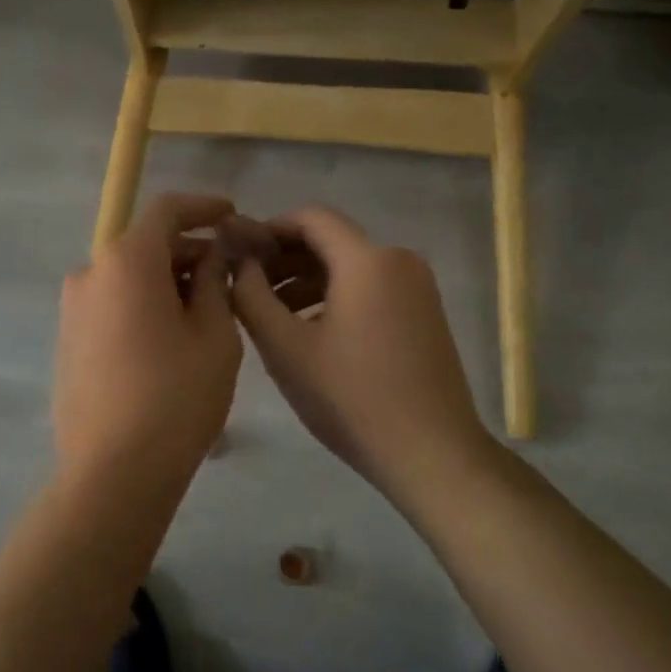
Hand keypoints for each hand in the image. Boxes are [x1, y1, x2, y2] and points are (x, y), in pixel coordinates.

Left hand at [54, 193, 242, 486]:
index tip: (232, 214)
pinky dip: (142, 305)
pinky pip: (111, 306)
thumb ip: (215, 281)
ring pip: (127, 278)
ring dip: (166, 281)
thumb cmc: (177, 397)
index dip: (203, 207)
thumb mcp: (215, 335)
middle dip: (189, 251)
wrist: (114, 473)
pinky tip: (170, 338)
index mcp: (126, 262)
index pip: (165, 211)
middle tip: (229, 275)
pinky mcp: (67, 342)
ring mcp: (72, 310)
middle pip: (145, 245)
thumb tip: (212, 255)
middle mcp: (90, 274)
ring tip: (205, 311)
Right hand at [231, 206, 492, 494]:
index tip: (239, 254)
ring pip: (351, 267)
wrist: (432, 454)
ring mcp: (418, 287)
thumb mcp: (285, 348)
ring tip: (273, 316)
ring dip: (308, 281)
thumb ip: (251, 295)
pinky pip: (372, 288)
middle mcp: (399, 260)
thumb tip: (237, 262)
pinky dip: (337, 297)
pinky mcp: (425, 313)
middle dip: (285, 258)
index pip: (311, 217)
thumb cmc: (351, 398)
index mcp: (368, 260)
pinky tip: (312, 332)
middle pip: (332, 241)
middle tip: (248, 288)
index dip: (269, 229)